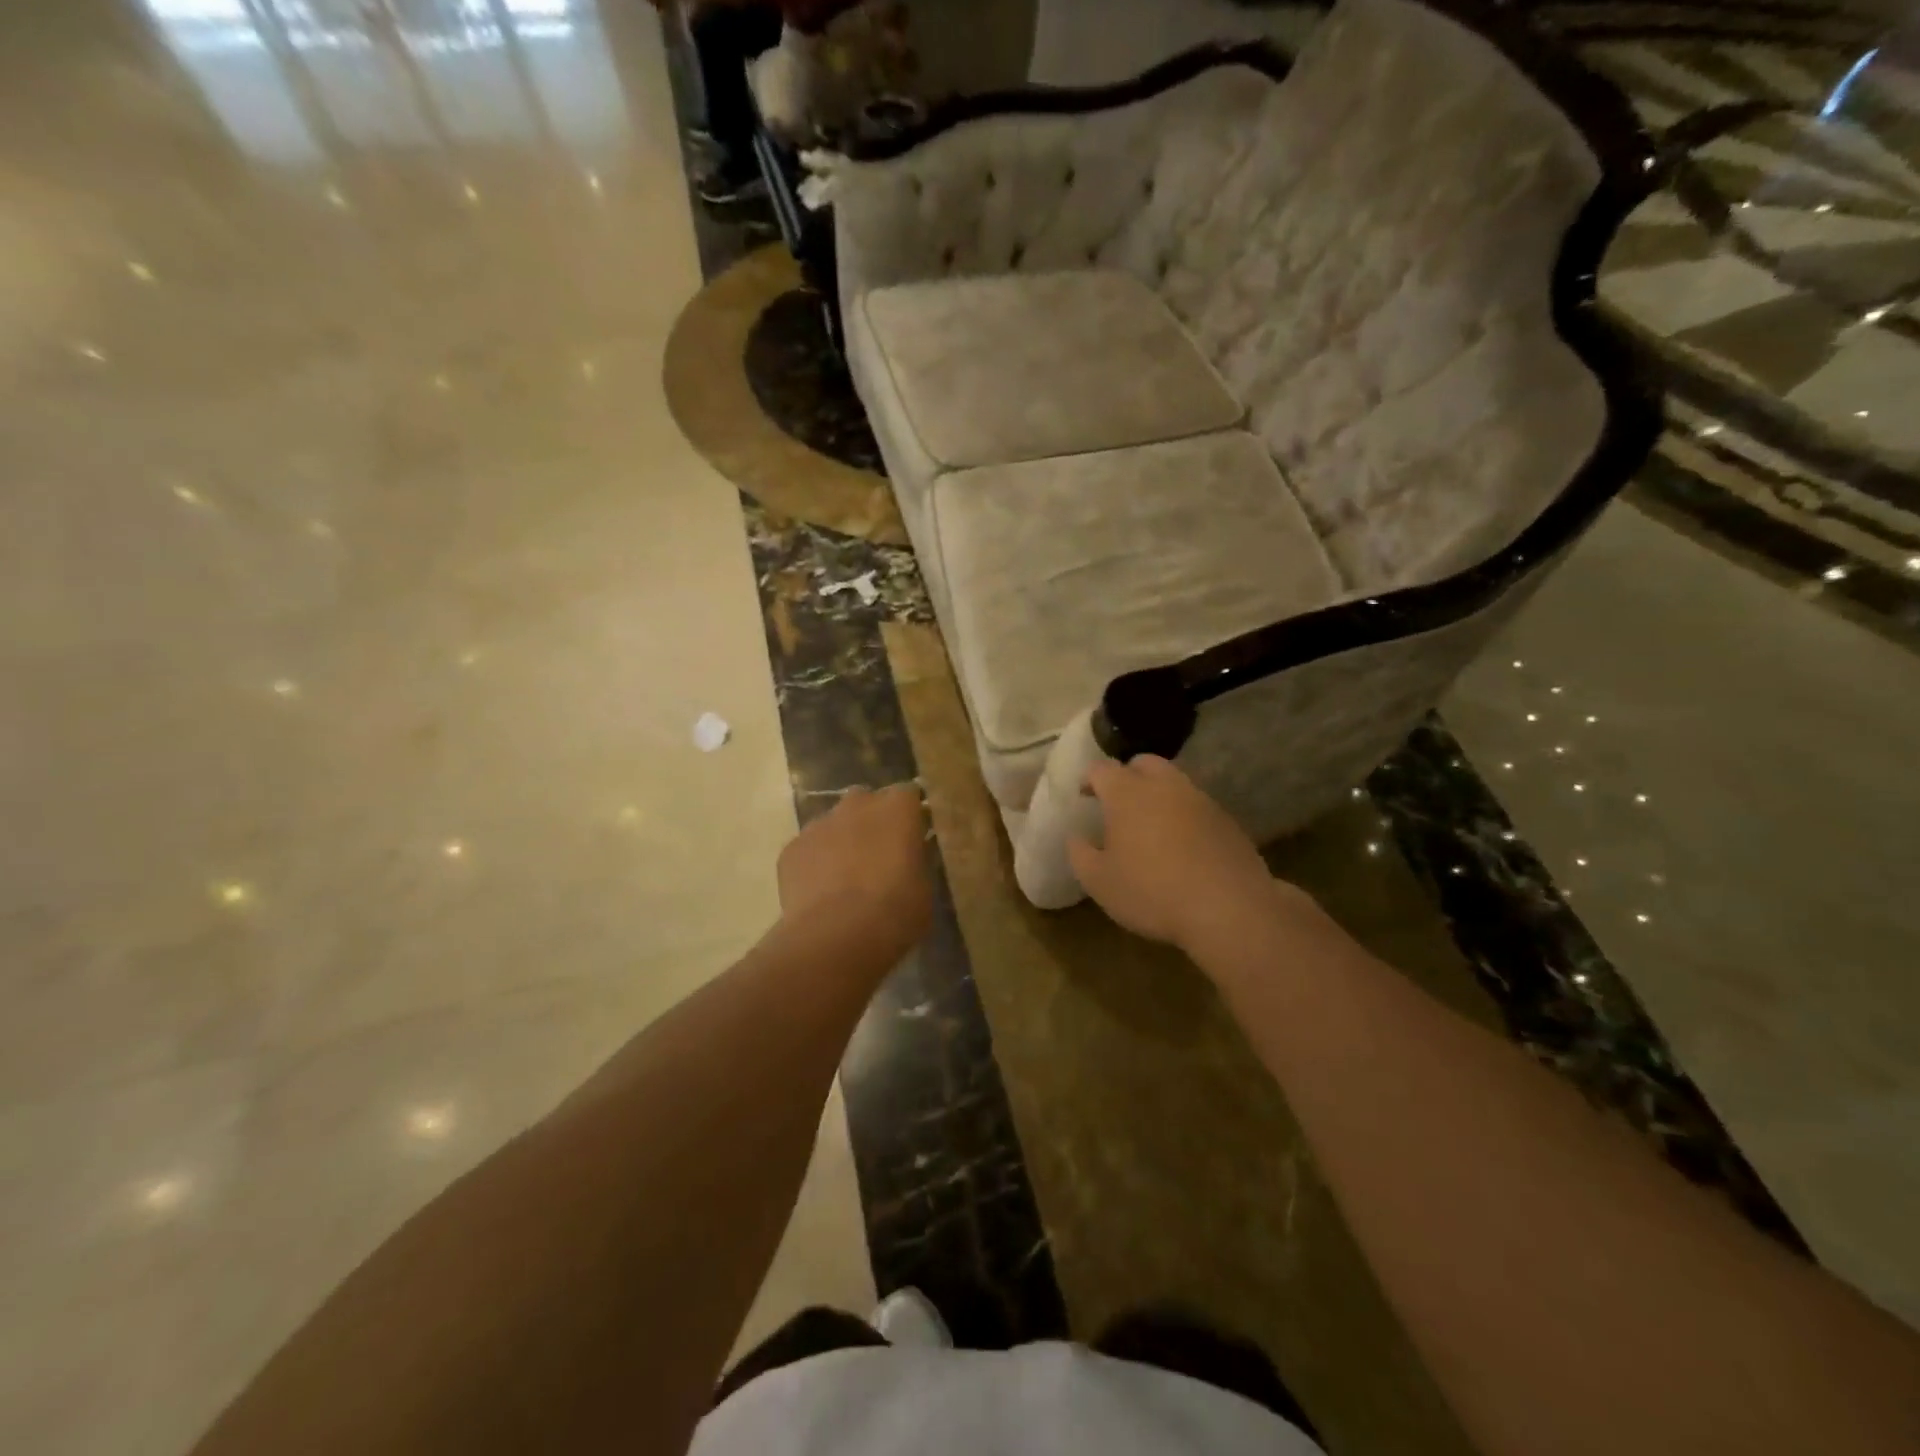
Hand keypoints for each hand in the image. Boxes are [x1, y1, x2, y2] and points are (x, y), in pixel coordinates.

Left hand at [778, 785, 931, 959]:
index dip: (910, 815)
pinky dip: (815, 862)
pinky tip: (820, 892)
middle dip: (872, 820)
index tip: (914, 836)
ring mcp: (819, 824)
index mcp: (897, 808)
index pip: (908, 794)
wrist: (836, 937)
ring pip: (834, 823)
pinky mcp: (791, 848)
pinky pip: (808, 848)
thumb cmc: (894, 912)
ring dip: (842, 840)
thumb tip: (911, 854)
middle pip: (867, 801)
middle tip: (880, 854)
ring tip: (846, 877)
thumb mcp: (924, 888)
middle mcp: (857, 804)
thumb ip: (917, 860)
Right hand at [1069, 757, 1311, 961]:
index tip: (1084, 796)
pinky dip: (1184, 815)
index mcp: (1127, 794)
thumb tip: (1076, 837)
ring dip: (1158, 794)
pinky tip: (1182, 845)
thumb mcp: (1099, 882)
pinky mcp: (1227, 820)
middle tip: (1118, 803)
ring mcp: (1200, 800)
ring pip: (1174, 782)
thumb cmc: (1152, 892)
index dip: (1089, 779)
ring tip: (1151, 825)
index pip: (1102, 769)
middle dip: (1127, 775)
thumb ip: (1080, 854)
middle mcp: (1165, 786)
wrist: (1228, 909)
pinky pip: (1197, 806)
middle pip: (1143, 763)